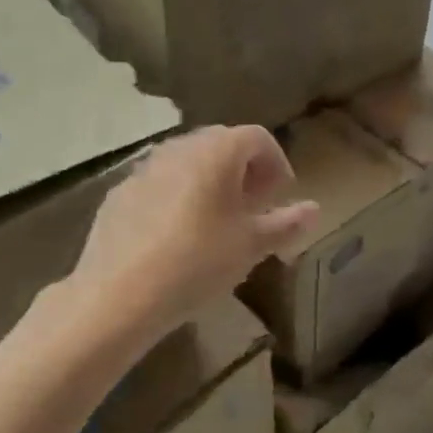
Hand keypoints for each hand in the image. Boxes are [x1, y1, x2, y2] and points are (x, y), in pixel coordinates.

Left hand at [66, 126, 317, 345]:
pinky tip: (179, 235)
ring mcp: (144, 169)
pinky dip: (179, 195)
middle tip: (254, 205)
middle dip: (244, 169)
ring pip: (188, 162)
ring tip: (218, 220)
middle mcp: (179, 149)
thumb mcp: (252, 246)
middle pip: (221, 144)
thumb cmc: (199, 261)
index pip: (257, 137)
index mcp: (217, 153)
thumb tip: (313, 209)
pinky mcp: (119, 194)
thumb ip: (286, 223)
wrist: (119, 295)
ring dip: (210, 181)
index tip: (281, 194)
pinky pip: (160, 183)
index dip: (276, 161)